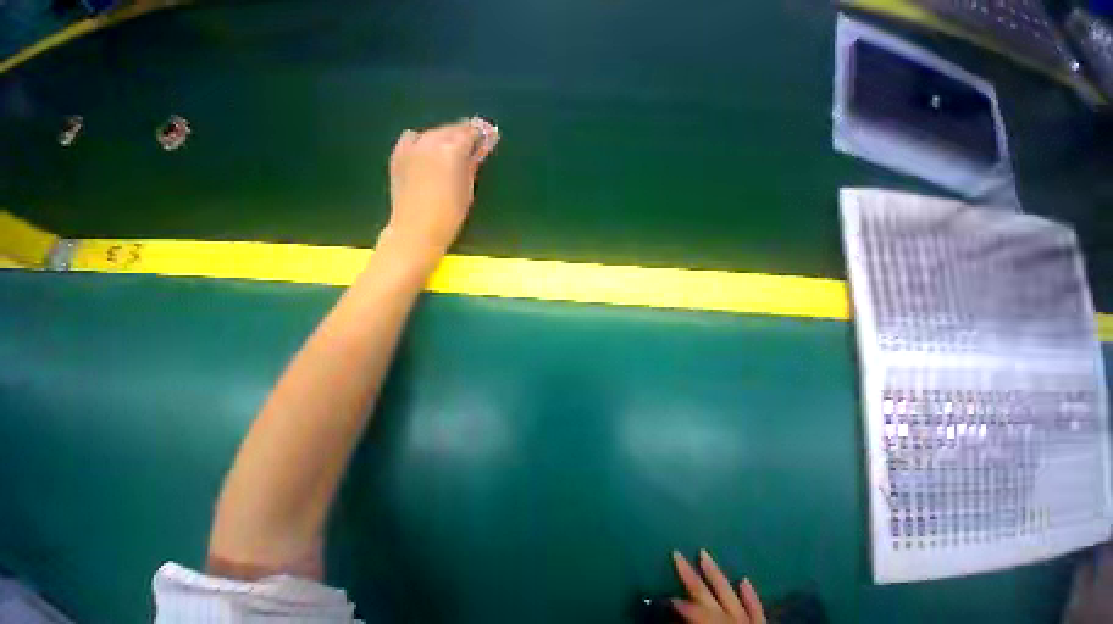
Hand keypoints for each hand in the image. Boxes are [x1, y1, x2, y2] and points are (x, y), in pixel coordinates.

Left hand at [382, 116, 499, 263]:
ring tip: (452, 150)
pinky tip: (428, 152)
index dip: (480, 133)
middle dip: (463, 133)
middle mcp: (430, 141)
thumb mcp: (467, 189)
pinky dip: (424, 141)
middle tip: (473, 143)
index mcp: (451, 150)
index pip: (469, 132)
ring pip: (432, 132)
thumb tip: (481, 149)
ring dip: (444, 137)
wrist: (416, 229)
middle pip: (450, 129)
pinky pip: (413, 138)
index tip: (488, 135)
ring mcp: (411, 146)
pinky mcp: (398, 154)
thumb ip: (473, 165)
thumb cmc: (450, 215)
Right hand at [671, 550, 765, 623]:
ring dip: (715, 574)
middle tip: (677, 553)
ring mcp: (750, 623)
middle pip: (707, 596)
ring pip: (729, 594)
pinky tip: (744, 580)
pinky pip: (757, 610)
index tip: (668, 599)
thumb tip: (677, 617)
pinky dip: (750, 596)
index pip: (695, 611)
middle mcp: (732, 621)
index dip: (681, 604)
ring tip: (704, 553)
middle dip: (691, 576)